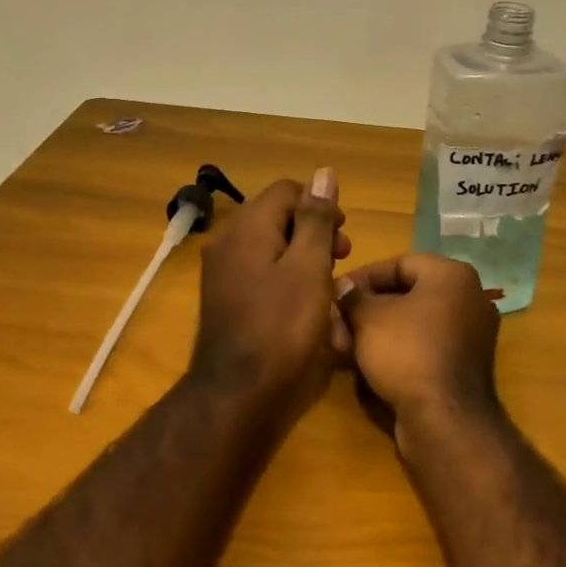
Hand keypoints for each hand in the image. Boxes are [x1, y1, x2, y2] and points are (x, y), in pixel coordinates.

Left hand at [189, 169, 352, 414]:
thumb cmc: (283, 327)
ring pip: (269, 245)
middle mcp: (228, 241)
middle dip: (313, 230)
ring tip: (327, 283)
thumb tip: (324, 172)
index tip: (343, 236)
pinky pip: (259, 270)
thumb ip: (317, 218)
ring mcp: (222, 271)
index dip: (320, 205)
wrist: (238, 394)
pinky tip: (302, 301)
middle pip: (276, 216)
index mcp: (248, 227)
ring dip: (301, 254)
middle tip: (341, 259)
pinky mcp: (224, 298)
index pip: (287, 191)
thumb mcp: (310, 267)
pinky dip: (283, 275)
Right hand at [336, 254, 502, 447]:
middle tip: (336, 326)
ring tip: (343, 349)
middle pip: (405, 295)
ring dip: (375, 333)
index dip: (362, 277)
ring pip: (412, 324)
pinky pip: (424, 346)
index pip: (399, 264)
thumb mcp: (369, 318)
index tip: (335, 293)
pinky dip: (396, 350)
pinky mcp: (463, 366)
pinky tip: (366, 365)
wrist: (445, 420)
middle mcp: (468, 299)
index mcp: (452, 275)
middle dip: (365, 311)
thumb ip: (353, 296)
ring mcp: (469, 335)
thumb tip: (343, 287)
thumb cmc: (407, 352)